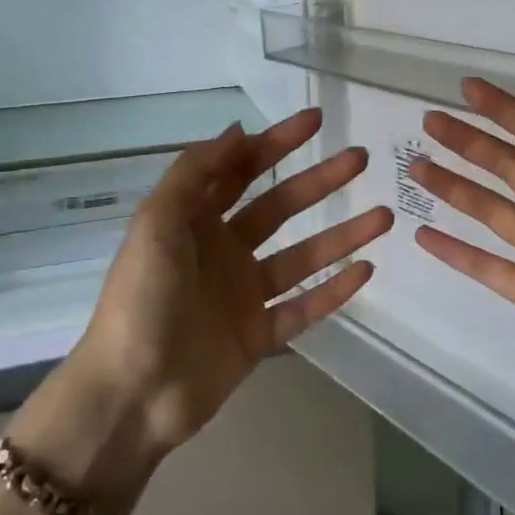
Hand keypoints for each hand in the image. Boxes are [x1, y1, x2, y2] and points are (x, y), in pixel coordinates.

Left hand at [16, 110, 390, 486]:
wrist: (131, 395)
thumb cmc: (140, 300)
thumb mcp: (156, 224)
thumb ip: (195, 173)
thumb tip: (238, 130)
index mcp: (195, 221)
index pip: (242, 170)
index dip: (277, 142)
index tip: (316, 120)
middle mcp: (223, 251)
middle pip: (281, 207)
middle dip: (319, 180)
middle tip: (360, 158)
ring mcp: (244, 295)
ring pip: (303, 256)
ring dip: (342, 235)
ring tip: (384, 215)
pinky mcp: (259, 335)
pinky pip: (304, 307)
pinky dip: (335, 291)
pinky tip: (366, 270)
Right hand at [410, 78, 514, 431]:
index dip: (505, 109)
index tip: (467, 88)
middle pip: (506, 165)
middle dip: (469, 141)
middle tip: (430, 121)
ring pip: (488, 209)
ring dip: (453, 187)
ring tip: (415, 166)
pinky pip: (483, 264)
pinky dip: (453, 250)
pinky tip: (421, 232)